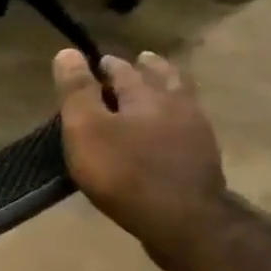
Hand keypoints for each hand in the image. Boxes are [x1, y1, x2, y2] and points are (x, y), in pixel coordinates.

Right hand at [54, 49, 228, 263]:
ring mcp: (196, 132)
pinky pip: (189, 126)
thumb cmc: (122, 171)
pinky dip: (177, 118)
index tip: (96, 61)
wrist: (180, 218)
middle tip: (140, 60)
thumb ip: (77, 91)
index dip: (108, 65)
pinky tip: (170, 128)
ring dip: (170, 88)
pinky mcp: (202, 159)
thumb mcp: (86, 129)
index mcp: (147, 95)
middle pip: (164, 78)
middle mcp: (177, 105)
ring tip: (160, 87)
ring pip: (182, 100)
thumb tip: (68, 52)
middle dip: (149, 68)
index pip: (124, 71)